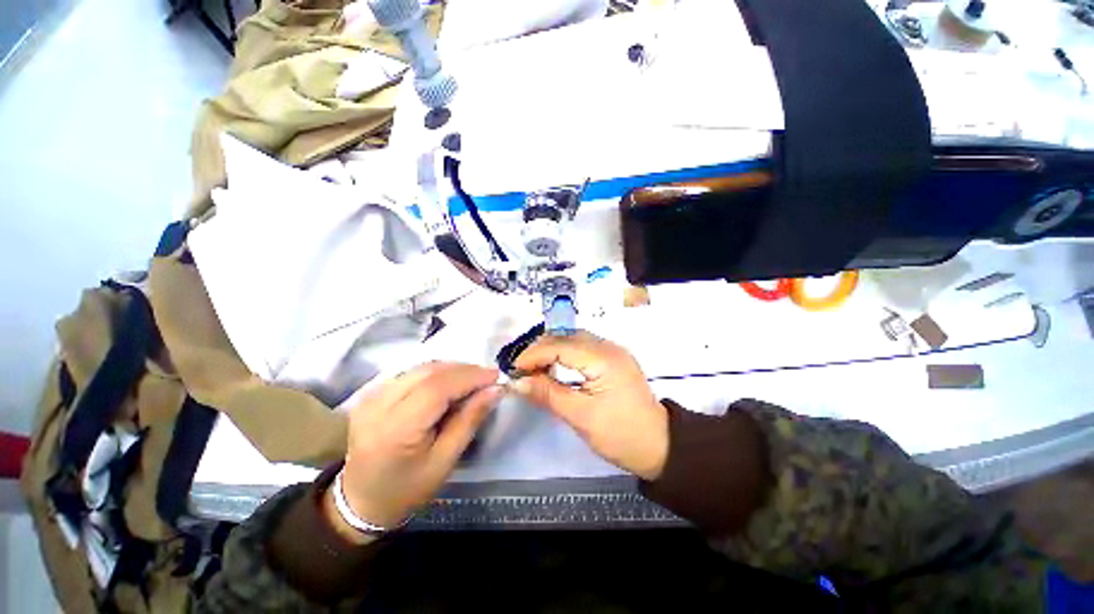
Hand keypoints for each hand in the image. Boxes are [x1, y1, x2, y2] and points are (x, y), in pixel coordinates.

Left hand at [325, 362, 502, 541]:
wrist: (361, 501)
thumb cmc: (408, 488)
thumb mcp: (445, 461)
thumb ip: (470, 420)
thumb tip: (495, 389)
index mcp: (396, 429)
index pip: (437, 388)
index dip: (469, 377)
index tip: (496, 376)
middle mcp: (378, 405)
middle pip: (429, 372)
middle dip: (464, 370)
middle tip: (488, 377)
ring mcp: (371, 396)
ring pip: (421, 367)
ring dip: (451, 369)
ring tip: (473, 379)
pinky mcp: (372, 393)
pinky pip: (411, 372)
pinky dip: (436, 373)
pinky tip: (450, 383)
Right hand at [511, 332, 668, 480]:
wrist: (659, 446)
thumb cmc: (620, 435)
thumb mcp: (580, 416)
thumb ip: (547, 394)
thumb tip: (516, 382)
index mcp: (603, 358)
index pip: (560, 345)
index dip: (533, 354)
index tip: (513, 370)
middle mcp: (609, 347)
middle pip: (567, 336)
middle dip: (541, 349)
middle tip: (522, 369)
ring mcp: (613, 351)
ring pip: (575, 339)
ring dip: (552, 349)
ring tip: (534, 367)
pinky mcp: (614, 359)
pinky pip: (584, 347)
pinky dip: (565, 353)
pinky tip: (555, 366)